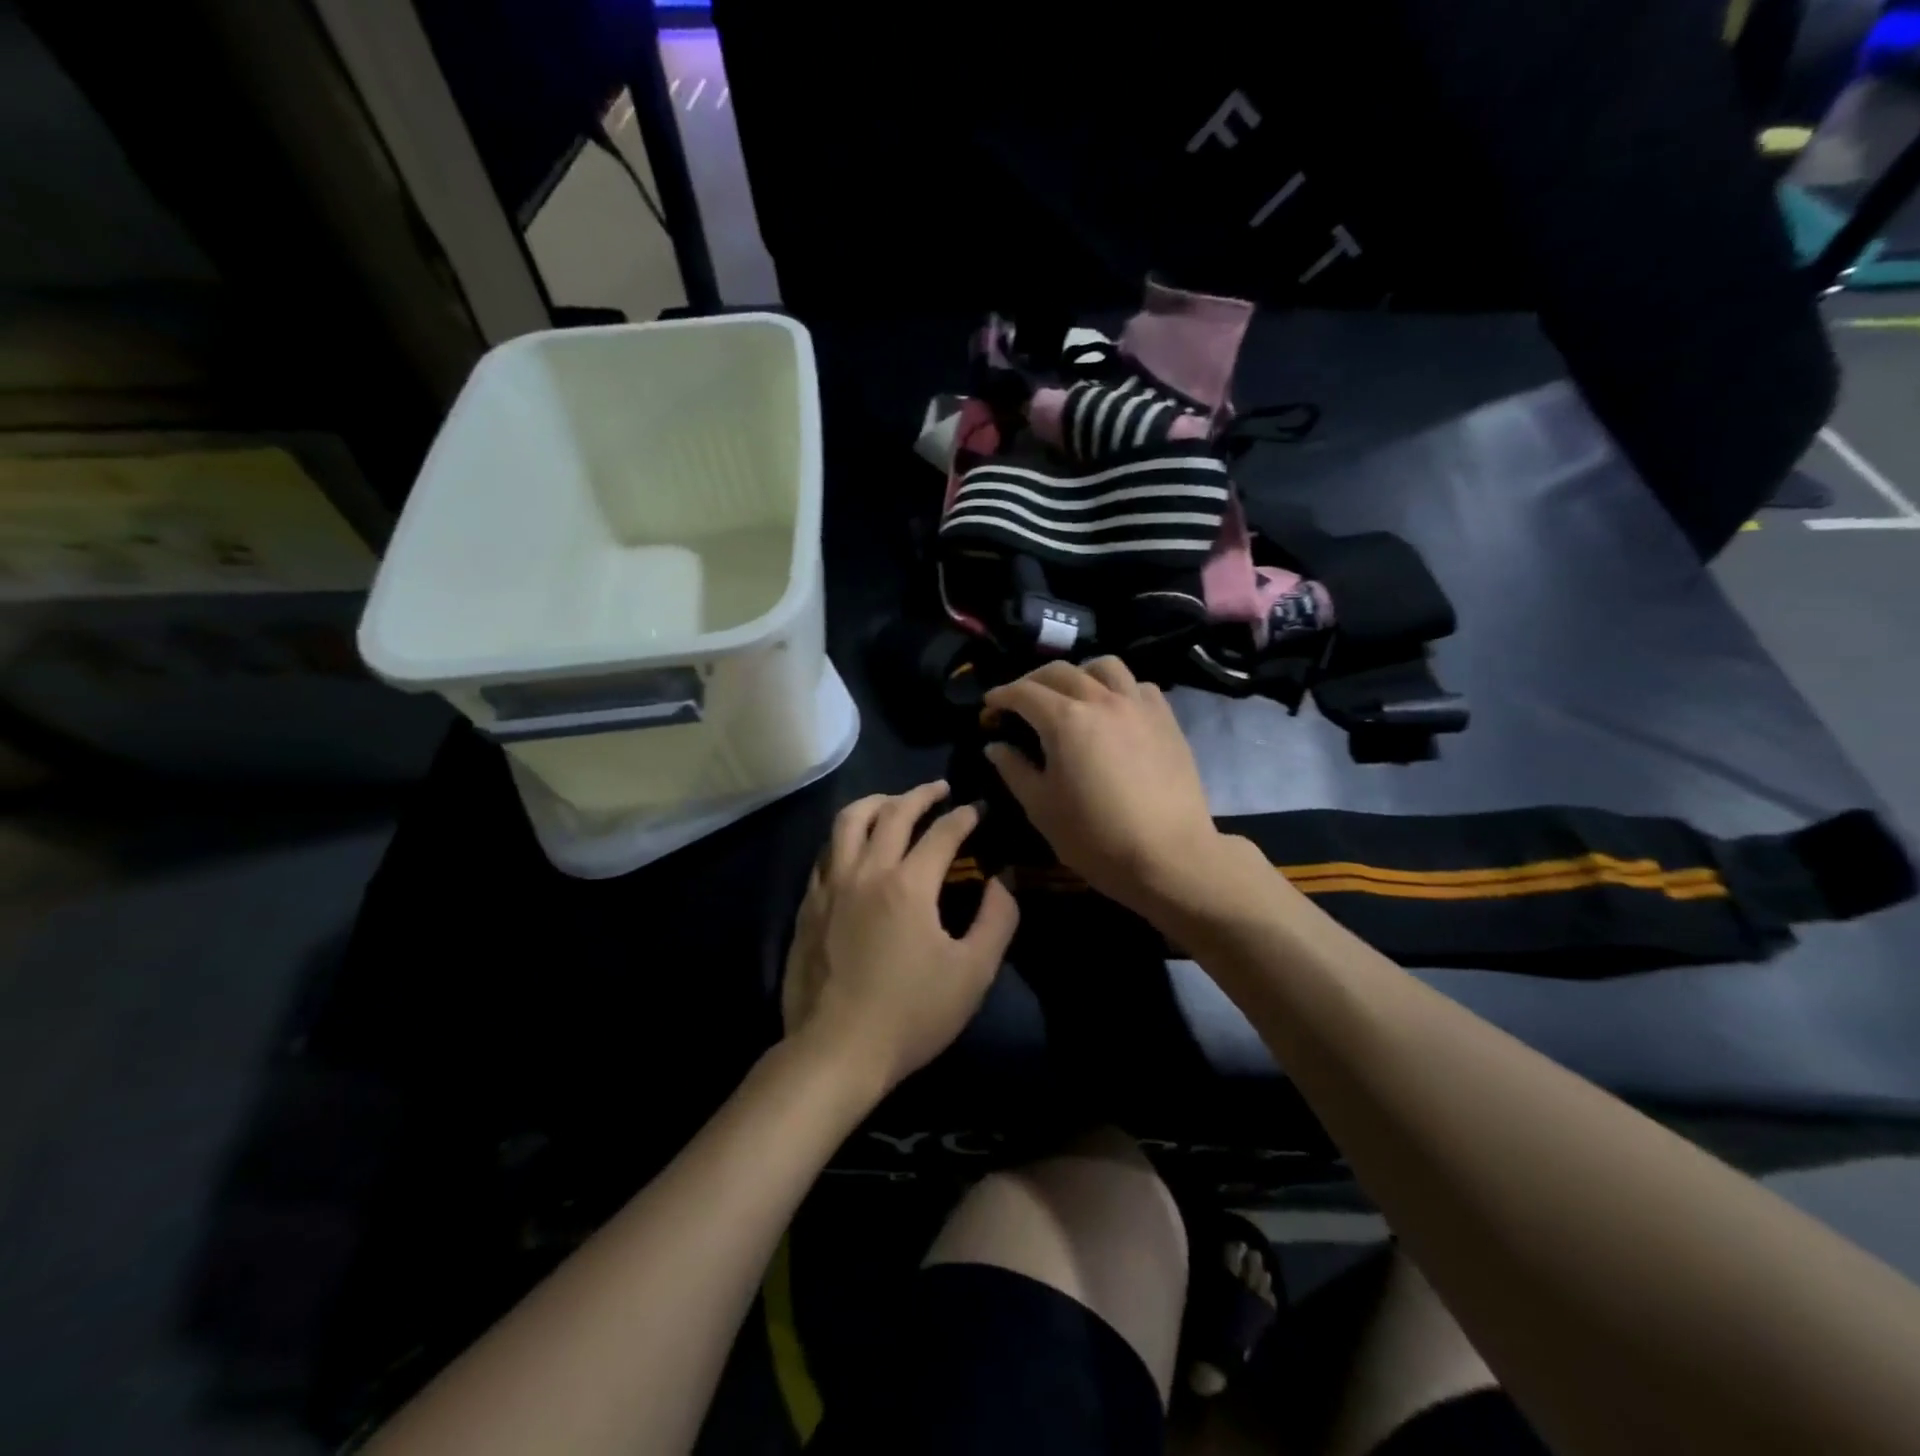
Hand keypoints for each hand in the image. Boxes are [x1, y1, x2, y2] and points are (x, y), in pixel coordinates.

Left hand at [782, 781, 1018, 1094]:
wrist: (836, 1051)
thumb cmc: (911, 1013)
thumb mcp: (973, 972)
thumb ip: (997, 919)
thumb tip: (1003, 880)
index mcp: (908, 884)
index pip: (942, 832)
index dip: (965, 816)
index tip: (980, 809)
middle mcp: (865, 871)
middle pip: (892, 812)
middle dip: (921, 794)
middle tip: (940, 789)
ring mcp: (830, 886)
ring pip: (848, 822)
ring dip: (876, 803)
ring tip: (893, 803)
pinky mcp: (808, 906)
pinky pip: (826, 853)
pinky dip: (846, 838)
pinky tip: (855, 849)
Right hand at [983, 658, 1228, 910]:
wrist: (1169, 857)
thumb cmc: (1096, 838)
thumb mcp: (1041, 807)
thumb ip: (1014, 770)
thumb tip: (995, 746)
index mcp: (1065, 720)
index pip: (1023, 693)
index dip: (1001, 697)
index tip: (988, 709)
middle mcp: (1101, 700)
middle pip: (1060, 671)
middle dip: (1032, 681)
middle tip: (1020, 702)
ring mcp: (1138, 706)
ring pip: (1105, 666)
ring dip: (1079, 673)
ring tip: (1071, 694)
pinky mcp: (1166, 719)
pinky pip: (1138, 686)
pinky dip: (1118, 688)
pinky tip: (1113, 710)